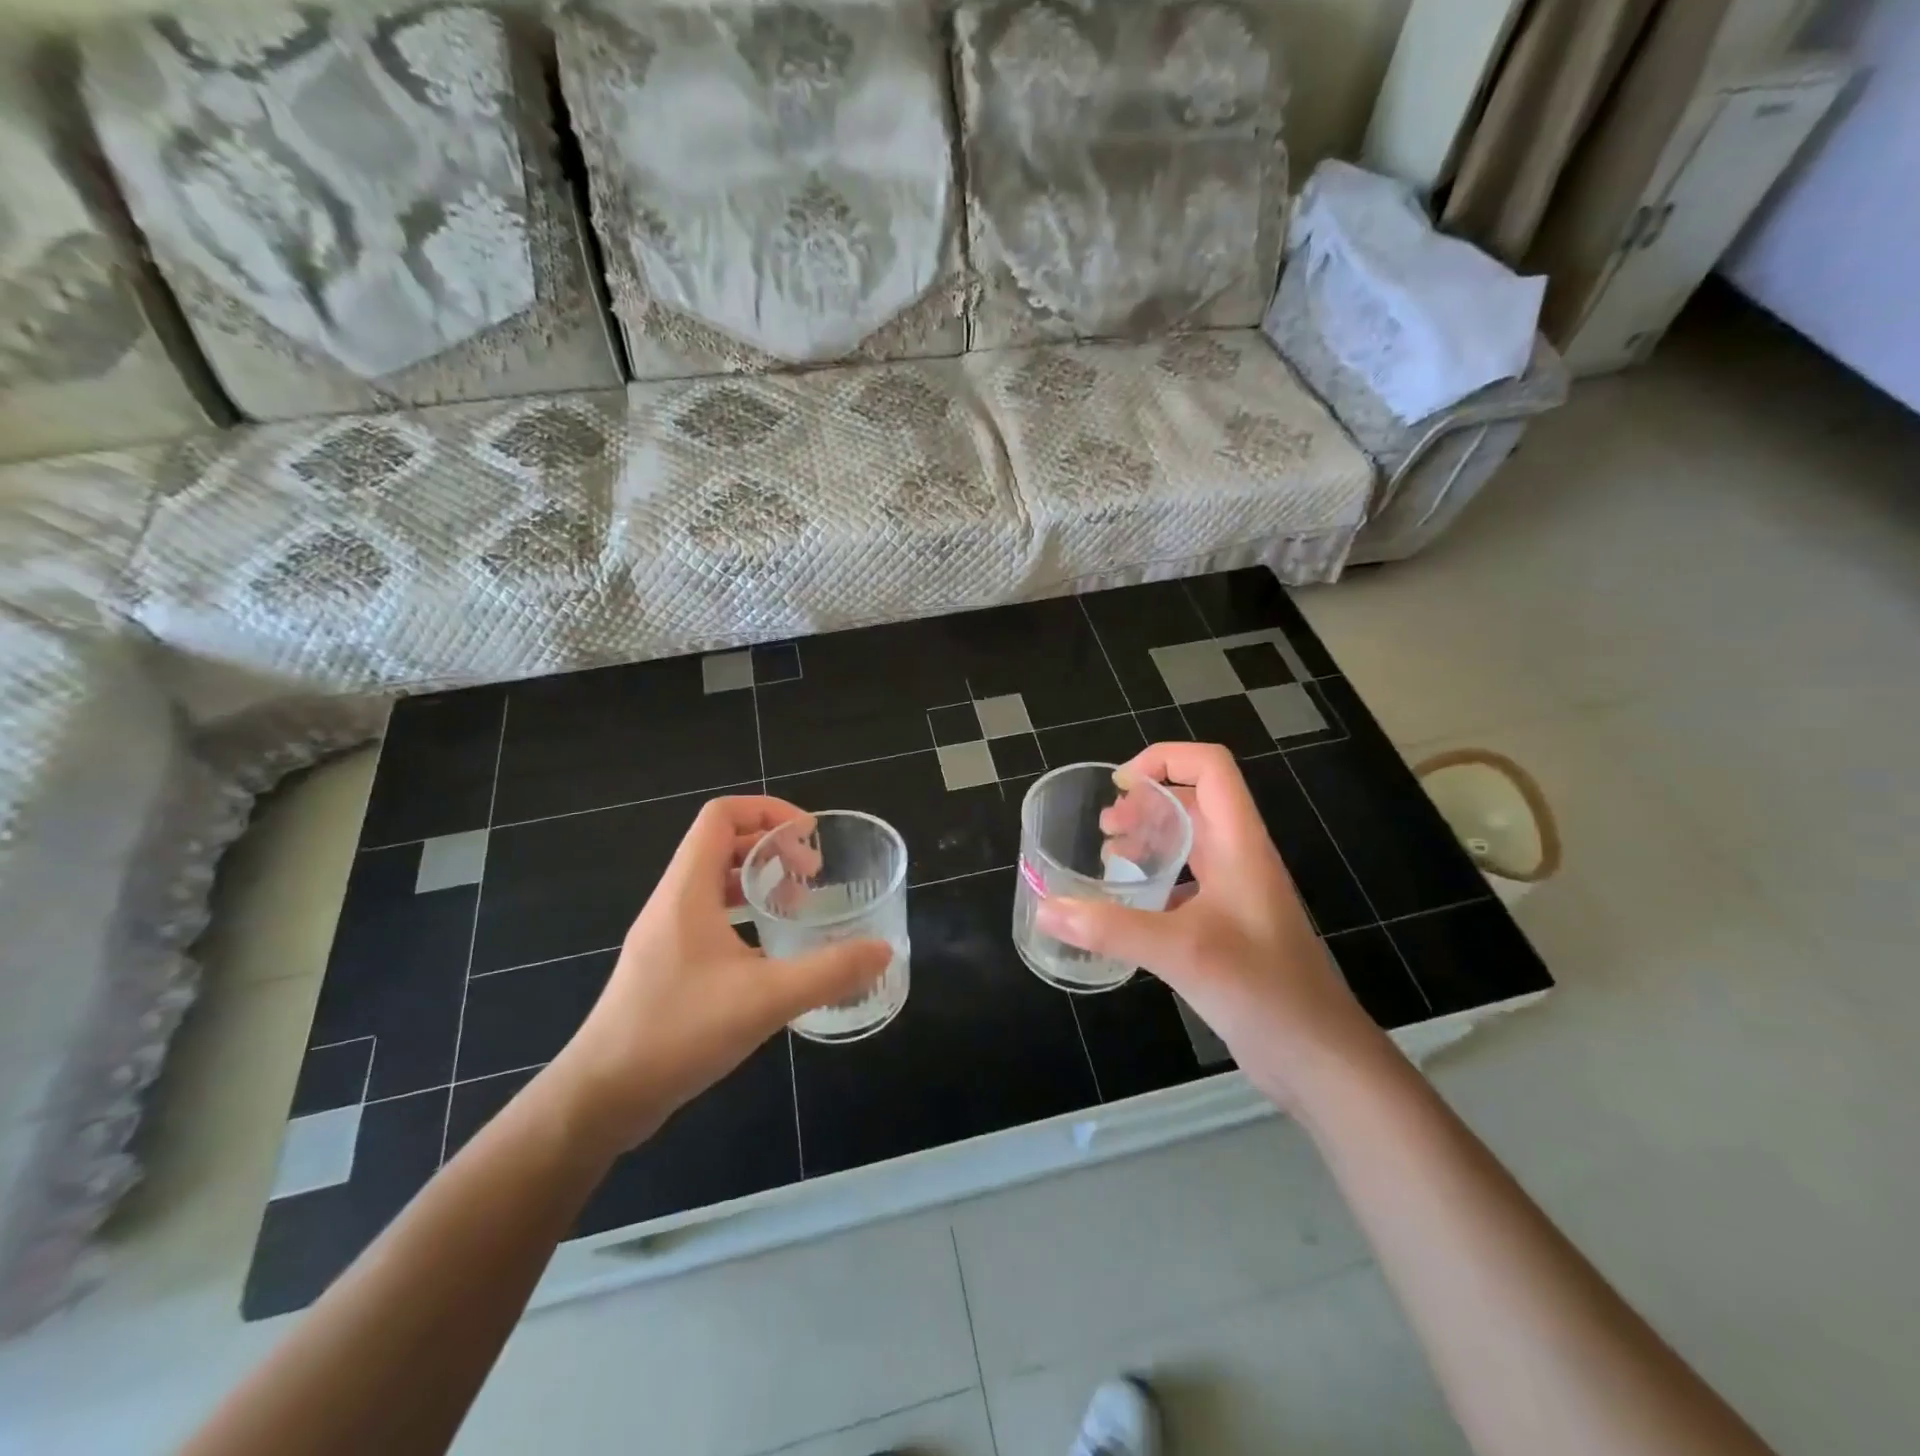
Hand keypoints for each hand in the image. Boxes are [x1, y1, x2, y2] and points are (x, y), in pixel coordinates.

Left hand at [537, 796, 890, 1155]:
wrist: (602, 1097)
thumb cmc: (678, 1032)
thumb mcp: (765, 999)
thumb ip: (829, 972)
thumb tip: (882, 951)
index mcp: (688, 889)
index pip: (721, 815)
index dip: (768, 811)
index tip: (809, 838)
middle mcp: (673, 901)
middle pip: (721, 843)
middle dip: (771, 847)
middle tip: (812, 874)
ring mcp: (665, 934)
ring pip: (715, 883)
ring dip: (758, 882)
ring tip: (798, 906)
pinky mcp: (665, 965)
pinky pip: (709, 918)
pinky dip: (744, 917)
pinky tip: (771, 953)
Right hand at [1035, 743, 1389, 1109]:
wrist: (1318, 1059)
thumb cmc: (1262, 991)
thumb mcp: (1182, 952)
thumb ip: (1111, 928)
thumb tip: (1048, 909)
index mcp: (1239, 844)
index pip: (1210, 767)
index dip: (1165, 759)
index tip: (1120, 786)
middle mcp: (1239, 859)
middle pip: (1194, 802)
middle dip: (1146, 803)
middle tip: (1105, 828)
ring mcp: (1236, 894)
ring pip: (1188, 844)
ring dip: (1148, 840)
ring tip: (1108, 859)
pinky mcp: (1228, 927)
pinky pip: (1185, 884)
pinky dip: (1153, 882)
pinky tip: (1126, 908)